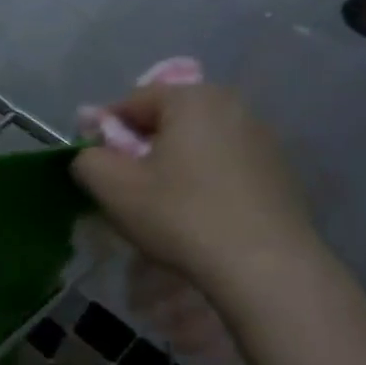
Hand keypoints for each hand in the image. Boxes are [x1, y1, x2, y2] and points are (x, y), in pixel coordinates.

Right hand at [71, 84, 326, 305]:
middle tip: (126, 187)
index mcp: (193, 99)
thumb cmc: (180, 215)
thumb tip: (89, 153)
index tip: (97, 168)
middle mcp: (234, 105)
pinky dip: (202, 179)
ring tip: (161, 203)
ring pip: (195, 142)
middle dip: (140, 147)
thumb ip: (86, 158)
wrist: (263, 265)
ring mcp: (263, 138)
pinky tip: (197, 213)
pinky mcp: (278, 170)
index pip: (131, 101)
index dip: (104, 132)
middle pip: (167, 119)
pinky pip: (223, 163)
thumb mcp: (112, 186)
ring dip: (171, 163)